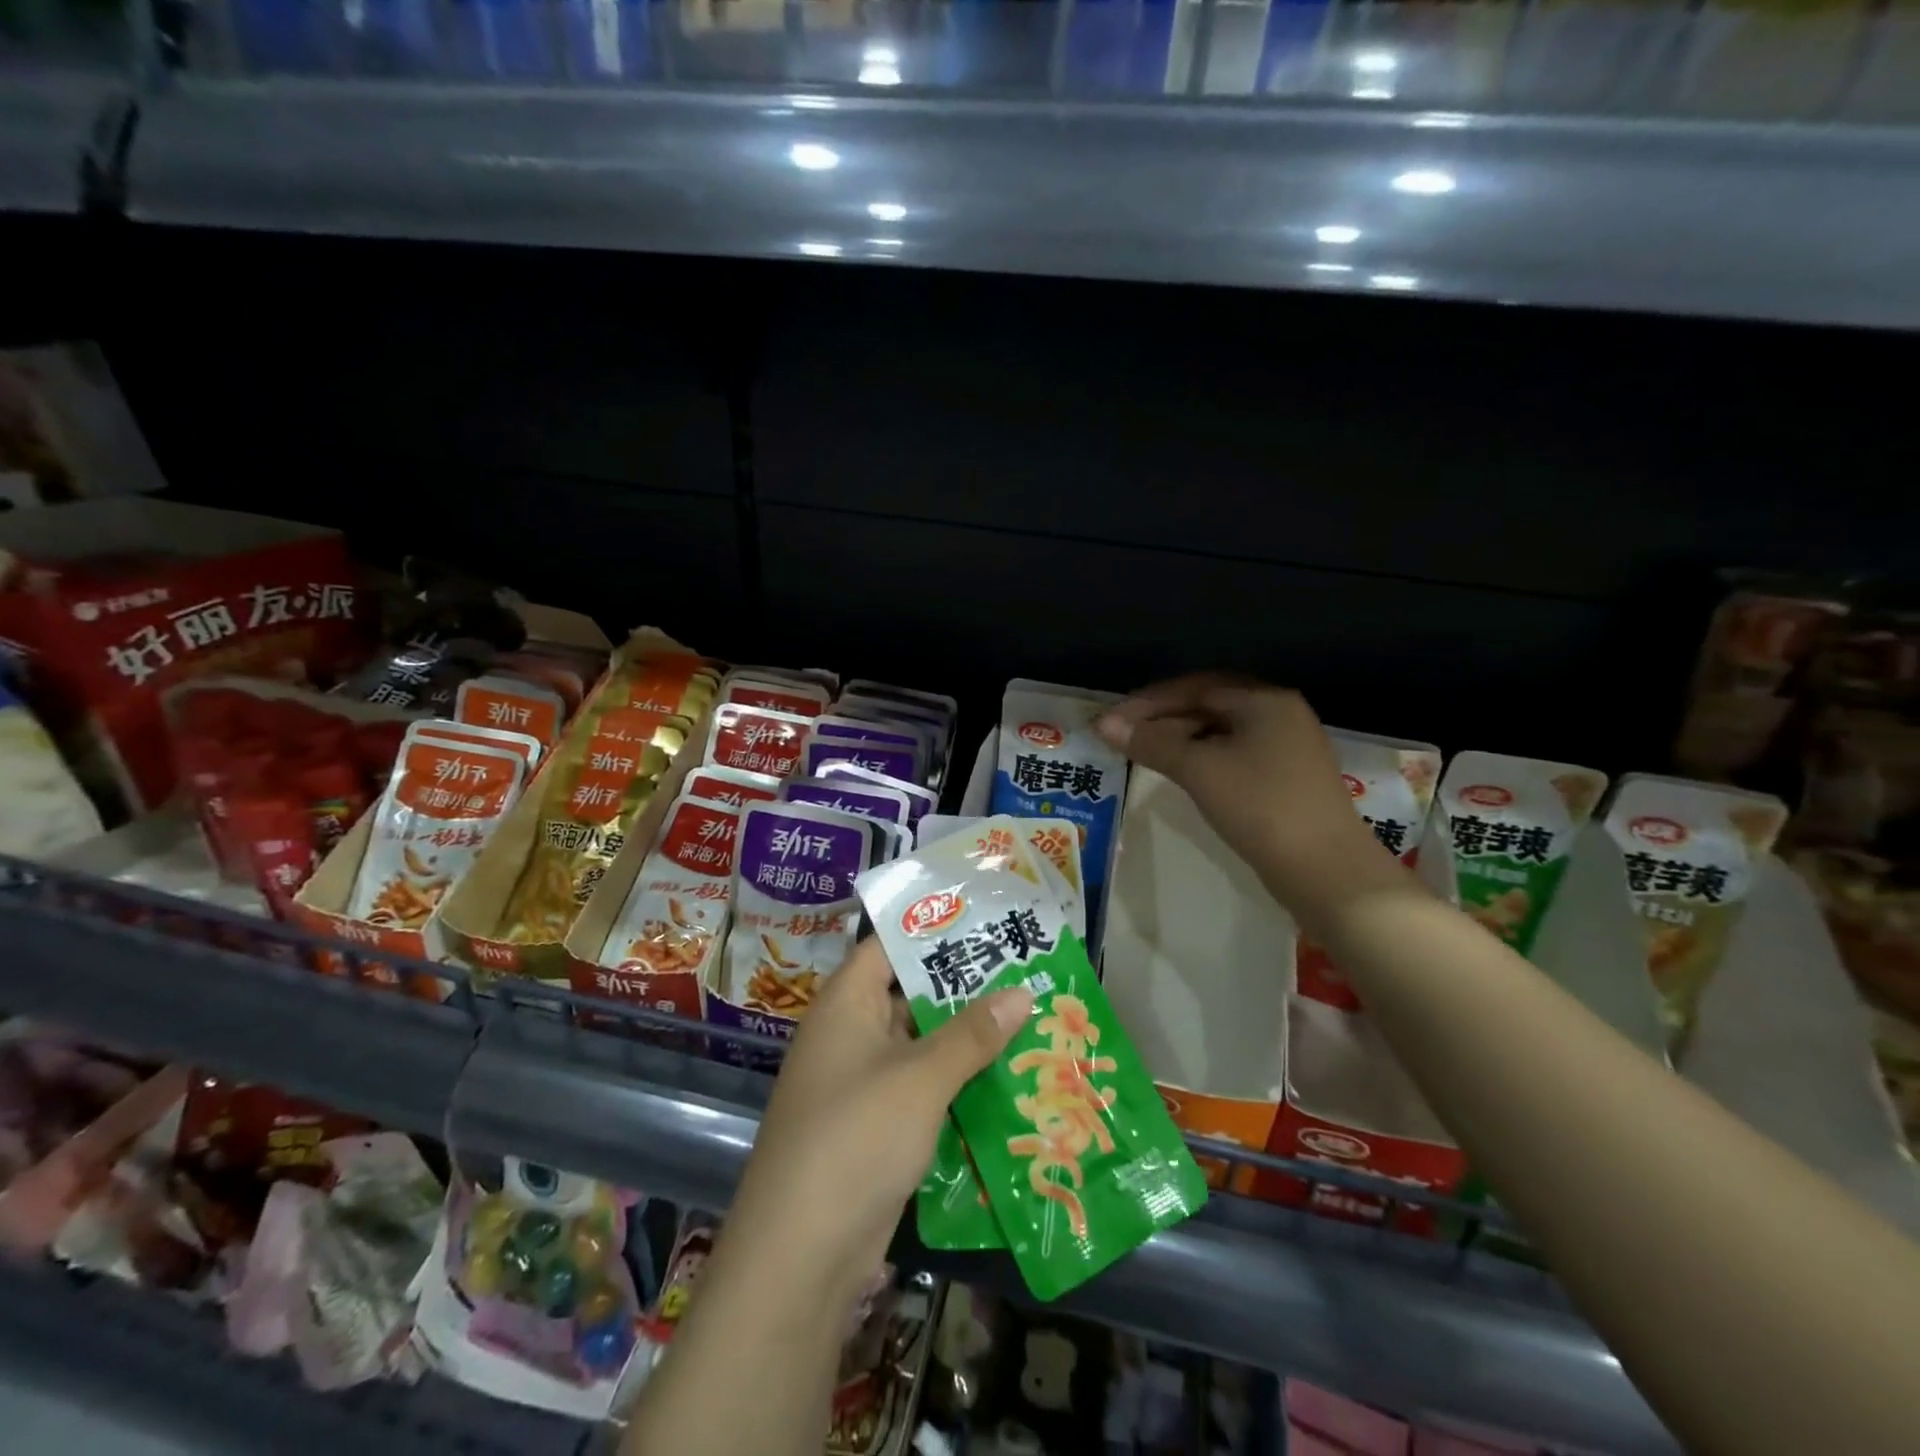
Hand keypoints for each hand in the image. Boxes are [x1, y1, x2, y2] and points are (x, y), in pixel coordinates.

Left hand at [724, 938, 1031, 1307]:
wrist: (801, 1255)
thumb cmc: (857, 1137)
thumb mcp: (920, 1077)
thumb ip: (972, 1033)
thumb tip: (1023, 992)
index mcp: (845, 1004)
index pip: (887, 946)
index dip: (932, 931)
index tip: (986, 920)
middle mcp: (848, 1034)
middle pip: (907, 995)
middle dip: (961, 987)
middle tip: (1023, 971)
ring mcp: (859, 1083)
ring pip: (919, 1045)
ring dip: (965, 1039)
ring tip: (1027, 1018)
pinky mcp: (873, 1128)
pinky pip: (919, 1088)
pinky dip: (954, 1082)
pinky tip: (1004, 1080)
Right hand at [1094, 672, 1405, 927]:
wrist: (1326, 871)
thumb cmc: (1261, 808)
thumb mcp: (1200, 770)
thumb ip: (1152, 743)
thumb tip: (1105, 725)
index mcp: (1264, 701)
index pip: (1194, 687)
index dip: (1148, 702)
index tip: (1112, 721)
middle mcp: (1279, 714)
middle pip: (1208, 705)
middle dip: (1162, 717)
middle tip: (1123, 736)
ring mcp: (1286, 747)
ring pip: (1220, 731)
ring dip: (1180, 738)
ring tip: (1144, 754)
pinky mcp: (1285, 778)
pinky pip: (1233, 754)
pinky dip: (1202, 757)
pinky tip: (1180, 773)